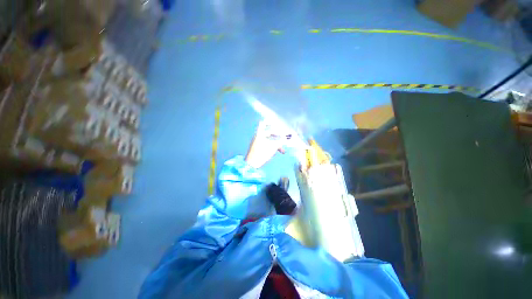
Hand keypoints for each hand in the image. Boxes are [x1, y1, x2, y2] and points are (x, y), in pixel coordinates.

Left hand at [245, 121, 287, 168]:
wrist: (252, 164)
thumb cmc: (262, 153)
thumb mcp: (273, 146)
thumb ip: (281, 141)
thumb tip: (288, 137)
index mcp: (259, 133)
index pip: (263, 123)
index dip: (270, 122)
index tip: (277, 124)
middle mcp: (258, 137)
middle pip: (268, 133)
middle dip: (277, 135)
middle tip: (283, 138)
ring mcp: (257, 143)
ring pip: (269, 140)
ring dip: (276, 144)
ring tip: (283, 150)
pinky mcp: (258, 149)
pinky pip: (267, 145)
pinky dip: (273, 147)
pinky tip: (278, 152)